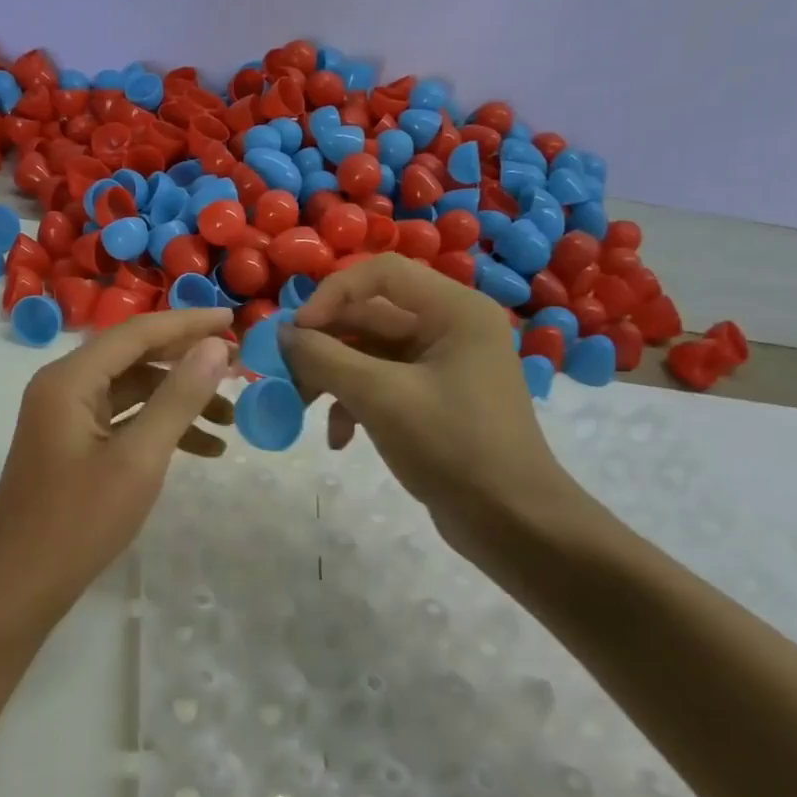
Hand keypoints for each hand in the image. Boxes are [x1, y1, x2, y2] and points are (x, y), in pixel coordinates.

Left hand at [0, 307, 235, 634]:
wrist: (17, 587)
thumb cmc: (78, 522)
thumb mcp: (138, 459)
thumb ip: (178, 399)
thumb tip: (215, 347)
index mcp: (69, 379)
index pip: (136, 332)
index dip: (187, 323)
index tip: (234, 320)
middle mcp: (63, 387)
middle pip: (134, 358)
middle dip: (187, 363)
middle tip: (239, 370)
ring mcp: (65, 418)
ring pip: (132, 392)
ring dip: (179, 401)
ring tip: (231, 419)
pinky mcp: (72, 446)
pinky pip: (123, 421)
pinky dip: (160, 428)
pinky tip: (204, 449)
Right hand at [280, 255, 586, 566]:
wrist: (512, 522)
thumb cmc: (453, 447)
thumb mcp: (380, 398)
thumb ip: (325, 358)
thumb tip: (283, 333)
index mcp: (454, 311)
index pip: (380, 273)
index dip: (331, 295)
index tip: (296, 333)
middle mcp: (450, 327)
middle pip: (369, 315)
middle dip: (324, 345)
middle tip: (284, 374)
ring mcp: (442, 365)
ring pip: (369, 352)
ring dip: (332, 377)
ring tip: (300, 408)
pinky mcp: (433, 398)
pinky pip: (381, 384)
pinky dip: (354, 404)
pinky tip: (339, 439)